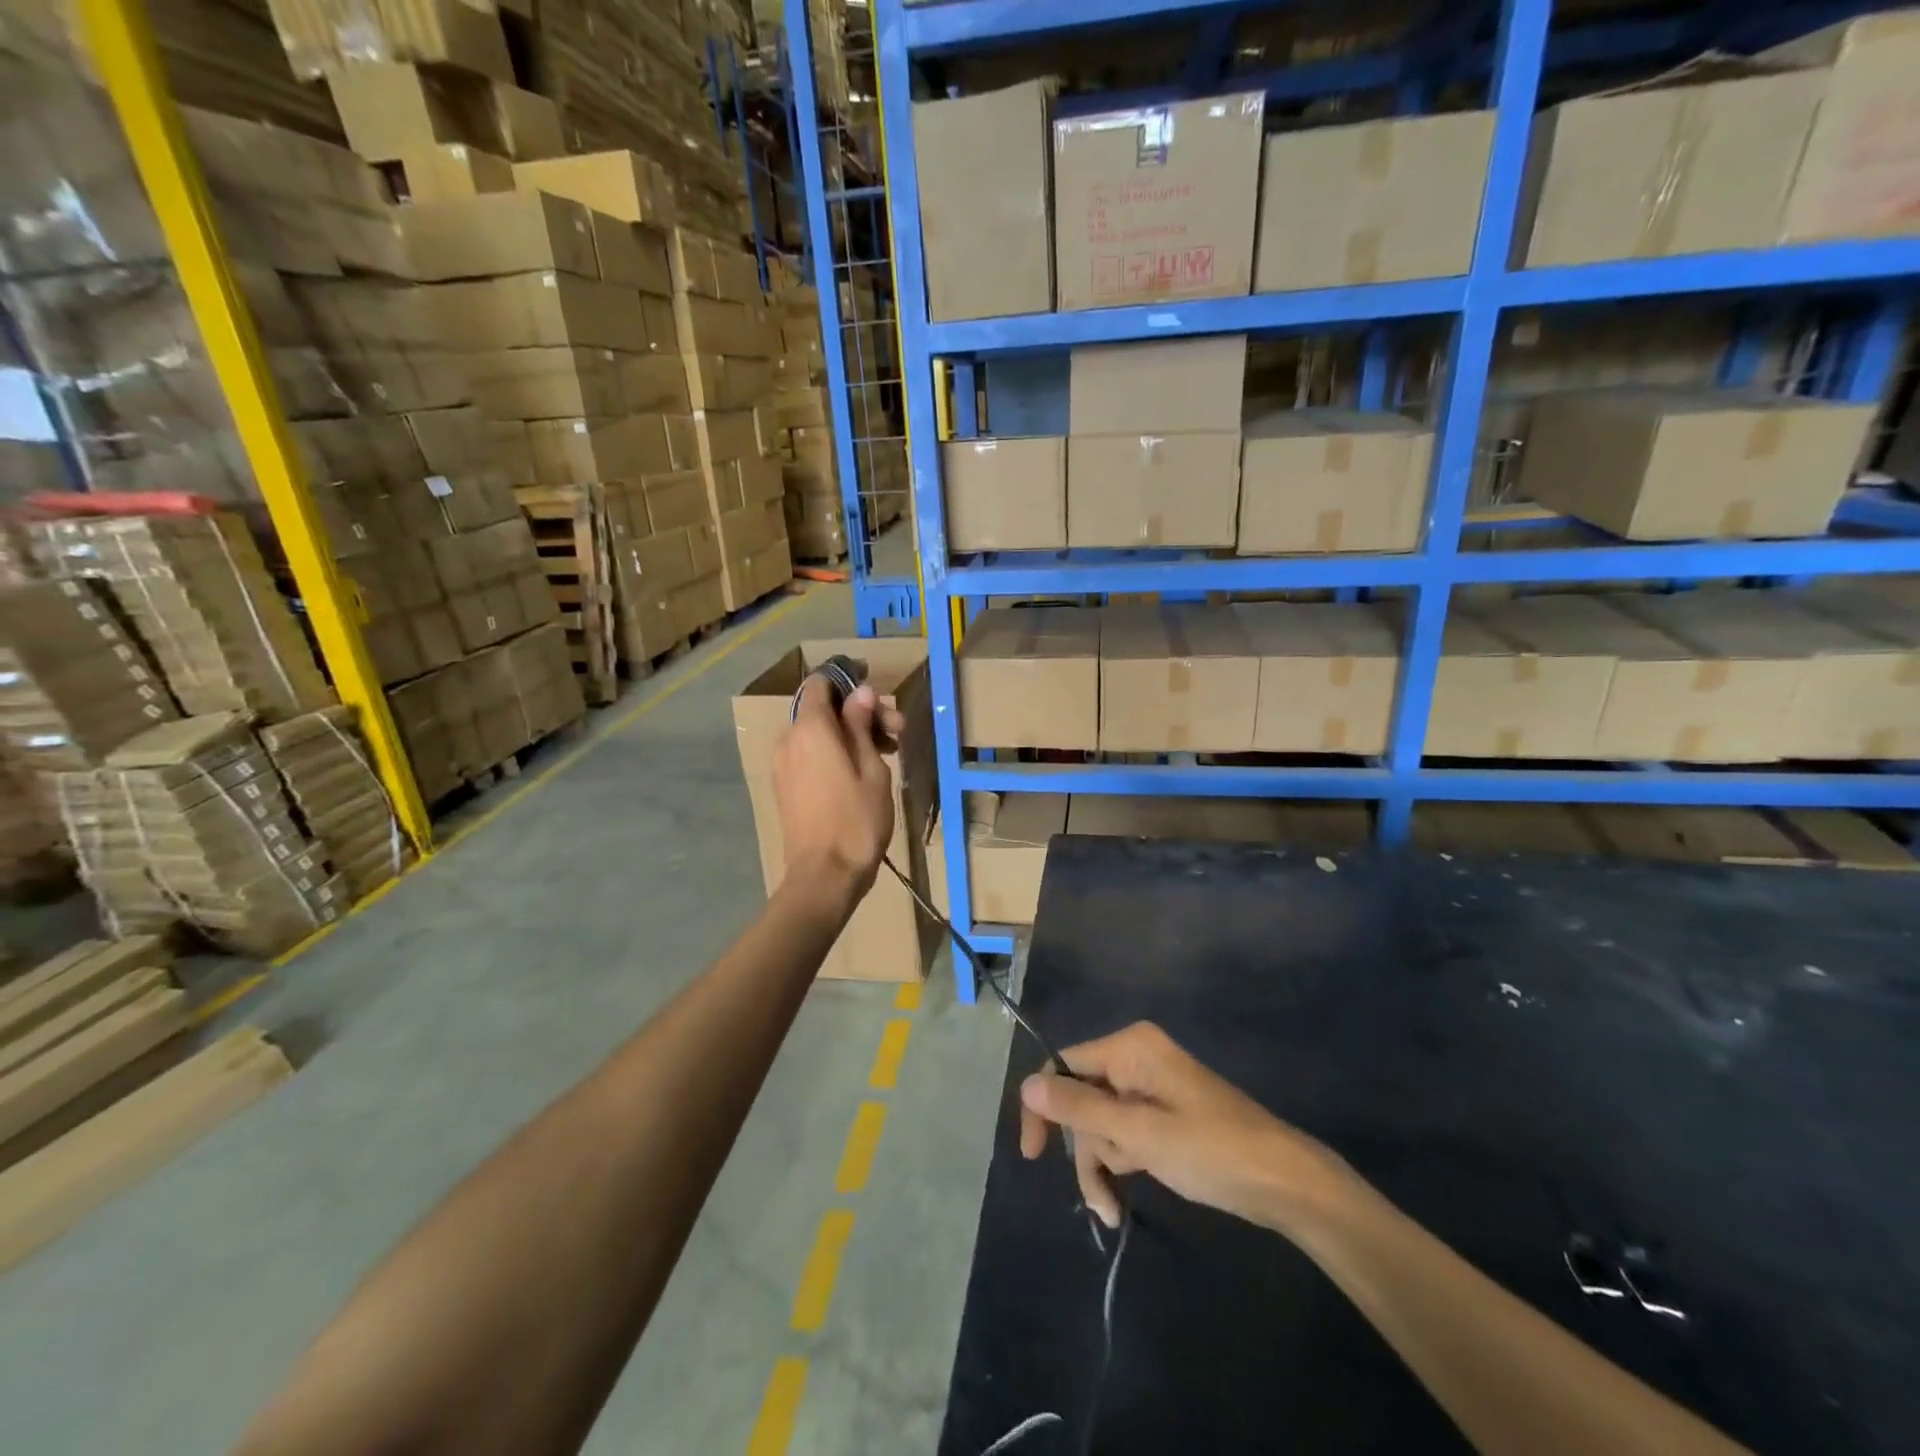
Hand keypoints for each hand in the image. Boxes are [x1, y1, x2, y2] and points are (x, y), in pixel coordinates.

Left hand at [774, 679, 902, 900]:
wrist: (824, 876)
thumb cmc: (857, 820)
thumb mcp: (871, 768)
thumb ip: (862, 725)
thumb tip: (861, 692)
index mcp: (810, 728)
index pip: (821, 683)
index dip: (849, 683)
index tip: (879, 699)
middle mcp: (789, 739)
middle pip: (823, 709)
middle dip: (860, 714)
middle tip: (897, 732)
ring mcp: (783, 764)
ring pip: (818, 733)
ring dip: (850, 735)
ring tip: (886, 755)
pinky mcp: (785, 786)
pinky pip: (810, 755)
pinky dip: (834, 753)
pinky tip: (862, 772)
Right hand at [1019, 1022, 1357, 1234]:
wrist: (1285, 1183)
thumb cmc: (1214, 1150)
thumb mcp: (1142, 1133)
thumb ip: (1081, 1108)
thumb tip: (1026, 1084)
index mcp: (1130, 1048)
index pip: (1064, 1065)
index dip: (1044, 1106)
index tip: (1034, 1154)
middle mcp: (1134, 1059)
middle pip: (1080, 1099)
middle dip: (1085, 1150)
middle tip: (1099, 1195)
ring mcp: (1147, 1088)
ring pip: (1098, 1124)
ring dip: (1100, 1166)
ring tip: (1112, 1210)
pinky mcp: (1159, 1115)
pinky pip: (1120, 1134)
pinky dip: (1117, 1164)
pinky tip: (1120, 1203)